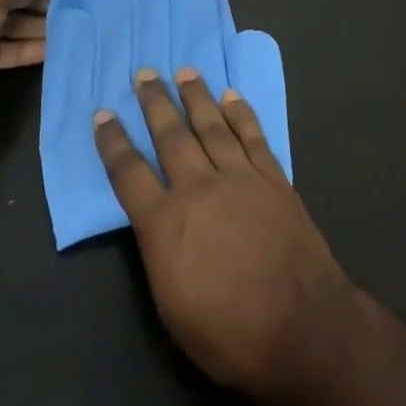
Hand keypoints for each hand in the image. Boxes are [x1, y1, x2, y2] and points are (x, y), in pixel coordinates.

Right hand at [96, 68, 356, 401]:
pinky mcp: (272, 179)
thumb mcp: (172, 305)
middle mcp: (198, 188)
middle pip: (170, 136)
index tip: (102, 113)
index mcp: (165, 223)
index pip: (129, 173)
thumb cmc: (229, 334)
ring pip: (211, 126)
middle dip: (155, 102)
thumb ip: (159, 252)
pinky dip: (241, 113)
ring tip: (184, 71)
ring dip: (196, 96)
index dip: (113, 142)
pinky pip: (252, 137)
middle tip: (145, 73)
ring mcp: (239, 178)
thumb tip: (154, 221)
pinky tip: (231, 95)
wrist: (302, 328)